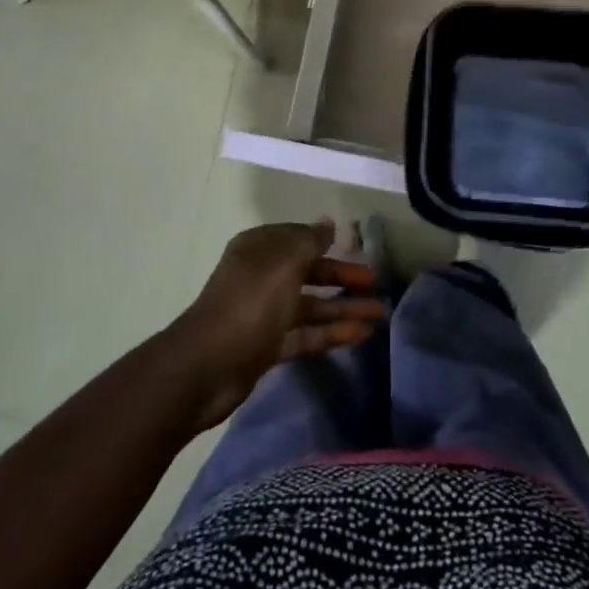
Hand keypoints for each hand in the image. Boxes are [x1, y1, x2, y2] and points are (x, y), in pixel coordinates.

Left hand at [171, 220, 386, 427]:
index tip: (360, 250)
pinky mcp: (269, 346)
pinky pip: (307, 334)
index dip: (330, 244)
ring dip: (345, 309)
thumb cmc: (251, 301)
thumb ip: (310, 240)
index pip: (301, 239)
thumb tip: (328, 223)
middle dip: (344, 278)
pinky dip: (332, 333)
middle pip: (310, 273)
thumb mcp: (284, 261)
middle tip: (377, 286)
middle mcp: (262, 276)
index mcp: (260, 248)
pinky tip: (362, 335)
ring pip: (312, 306)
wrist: (208, 365)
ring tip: (380, 315)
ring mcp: (265, 313)